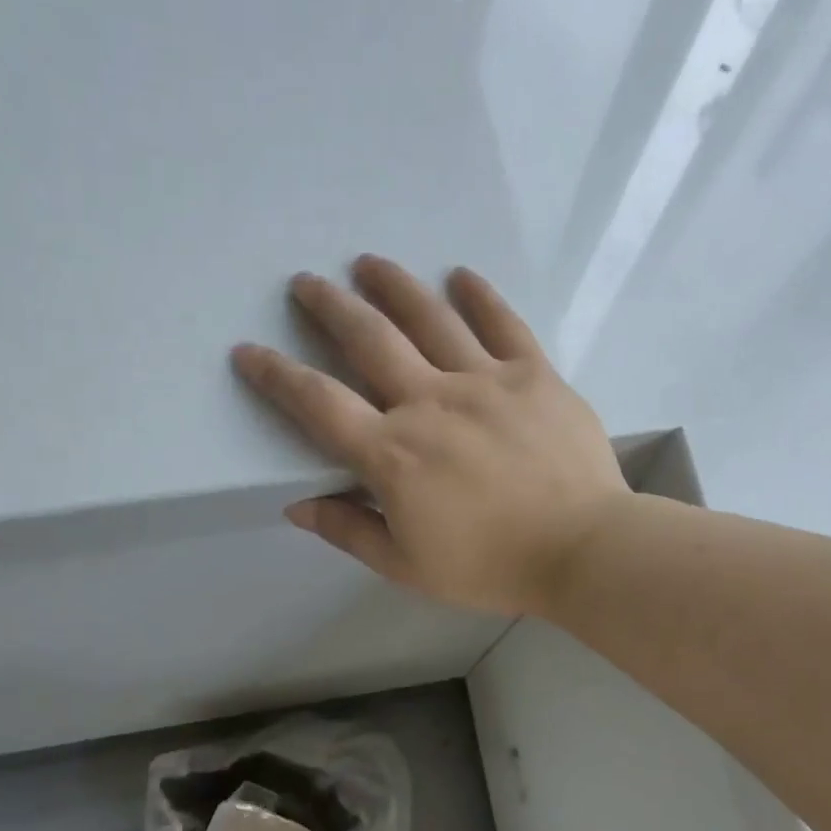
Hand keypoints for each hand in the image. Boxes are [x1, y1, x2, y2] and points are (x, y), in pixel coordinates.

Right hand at [233, 256, 630, 617]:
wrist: (582, 550)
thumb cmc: (489, 567)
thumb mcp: (407, 566)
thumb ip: (349, 531)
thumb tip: (296, 505)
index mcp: (393, 455)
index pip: (319, 405)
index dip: (277, 376)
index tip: (249, 351)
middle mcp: (430, 403)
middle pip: (369, 341)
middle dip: (329, 307)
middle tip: (305, 282)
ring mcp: (485, 381)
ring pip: (430, 318)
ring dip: (392, 286)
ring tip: (368, 263)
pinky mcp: (534, 375)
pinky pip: (502, 323)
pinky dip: (479, 296)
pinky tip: (460, 275)